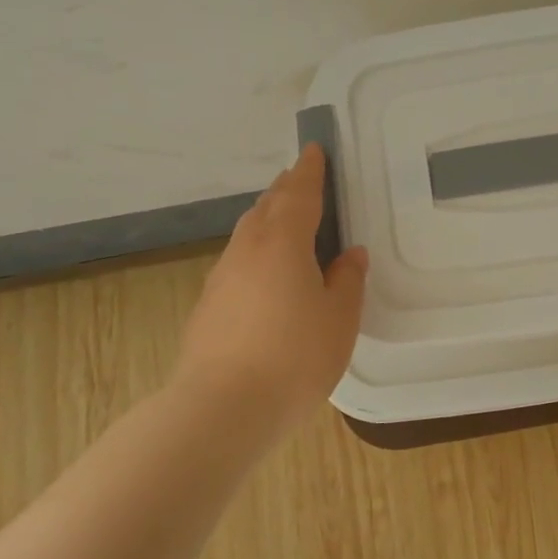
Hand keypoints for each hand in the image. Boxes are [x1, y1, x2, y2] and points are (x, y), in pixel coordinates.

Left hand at [174, 144, 369, 437]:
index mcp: (283, 242)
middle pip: (267, 207)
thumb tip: (349, 254)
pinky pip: (238, 262)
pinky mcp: (208, 305)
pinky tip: (266, 276)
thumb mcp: (339, 318)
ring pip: (248, 234)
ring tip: (286, 223)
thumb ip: (347, 280)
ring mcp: (222, 277)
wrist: (222, 408)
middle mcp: (247, 249)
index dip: (310, 170)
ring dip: (268, 220)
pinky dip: (256, 253)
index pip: (299, 193)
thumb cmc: (294, 357)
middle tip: (302, 182)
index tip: (314, 150)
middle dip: (285, 190)